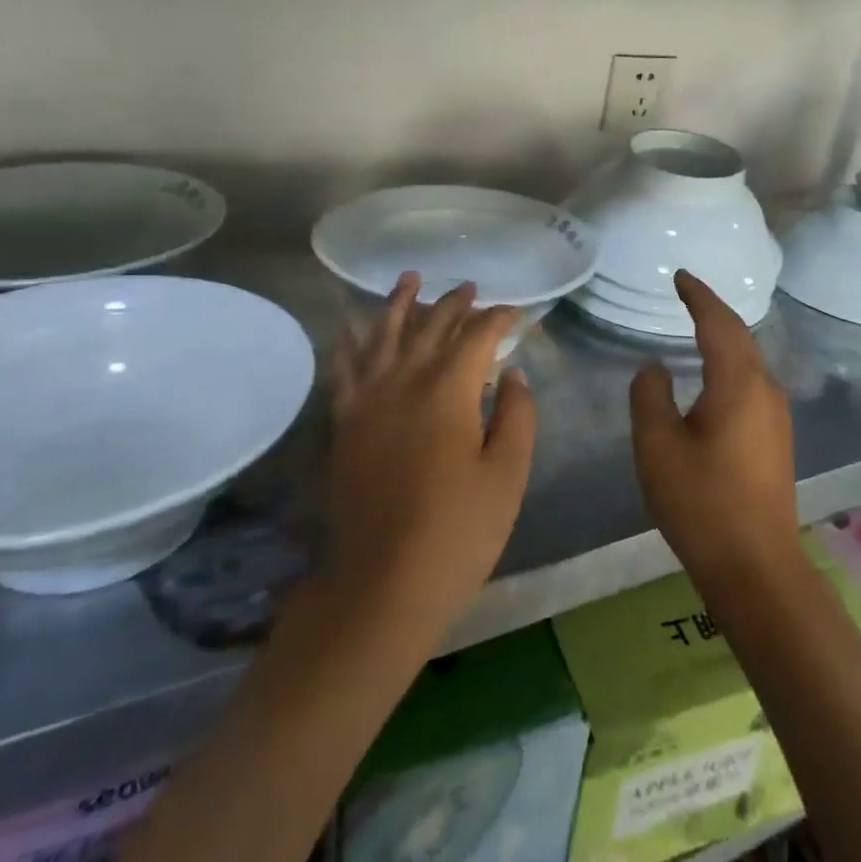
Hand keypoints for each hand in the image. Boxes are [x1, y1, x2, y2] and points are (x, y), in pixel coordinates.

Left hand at [326, 274, 535, 637]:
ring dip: (398, 304)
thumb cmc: (458, 531)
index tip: (514, 314)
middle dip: (453, 304)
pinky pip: (344, 369)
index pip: (476, 336)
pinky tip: (351, 328)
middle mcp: (404, 381)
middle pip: (430, 326)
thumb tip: (512, 374)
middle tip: (470, 289)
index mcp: (449, 390)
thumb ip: (516, 415)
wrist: (384, 581)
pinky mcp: (345, 423)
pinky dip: (349, 343)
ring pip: (383, 335)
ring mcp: (368, 400)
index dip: (497, 319)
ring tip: (409, 280)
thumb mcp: (508, 475)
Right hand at [629, 270, 800, 595]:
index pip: (718, 322)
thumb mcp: (657, 445)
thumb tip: (656, 368)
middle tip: (686, 293)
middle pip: (739, 336)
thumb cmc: (701, 501)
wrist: (756, 566)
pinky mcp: (775, 439)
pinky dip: (729, 364)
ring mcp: (776, 416)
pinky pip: (750, 383)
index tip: (679, 275)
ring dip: (723, 338)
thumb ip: (649, 395)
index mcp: (738, 382)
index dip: (698, 295)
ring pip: (747, 360)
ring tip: (696, 326)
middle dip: (712, 311)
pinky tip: (713, 376)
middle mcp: (764, 390)